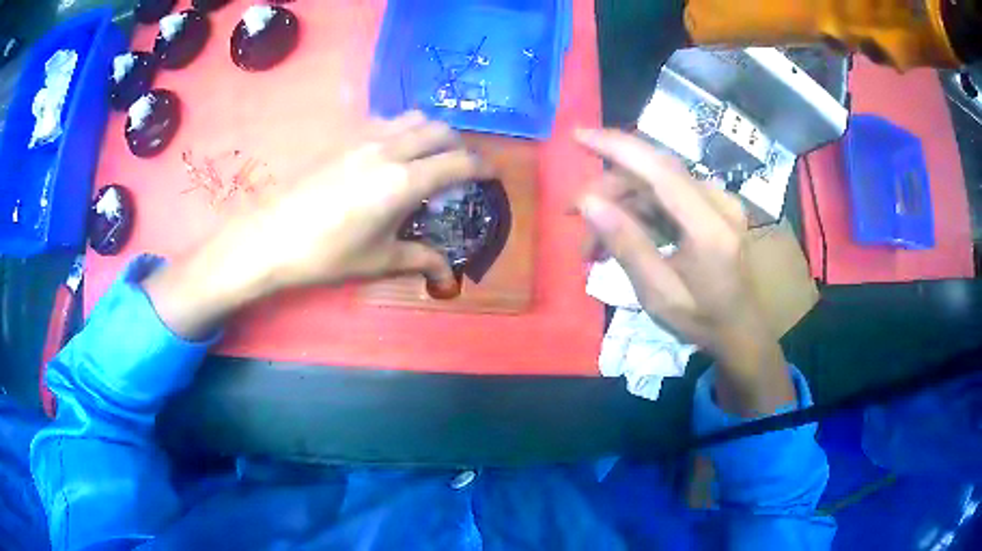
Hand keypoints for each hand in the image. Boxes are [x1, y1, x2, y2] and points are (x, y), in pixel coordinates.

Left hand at [144, 112, 489, 337]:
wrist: (270, 236)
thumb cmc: (327, 253)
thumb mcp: (378, 260)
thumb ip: (419, 260)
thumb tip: (448, 273)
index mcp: (405, 182)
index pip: (459, 163)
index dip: (483, 167)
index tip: (492, 175)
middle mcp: (390, 150)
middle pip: (440, 131)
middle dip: (459, 146)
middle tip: (459, 169)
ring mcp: (364, 138)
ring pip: (413, 119)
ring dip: (430, 133)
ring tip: (427, 157)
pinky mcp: (343, 137)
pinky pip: (385, 121)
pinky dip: (402, 130)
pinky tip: (390, 154)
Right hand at [575, 129, 793, 415]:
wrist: (743, 329)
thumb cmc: (703, 321)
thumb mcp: (659, 295)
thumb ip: (626, 245)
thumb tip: (587, 202)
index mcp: (710, 228)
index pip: (659, 170)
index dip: (617, 146)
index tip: (576, 136)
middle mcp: (718, 203)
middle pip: (653, 173)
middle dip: (608, 188)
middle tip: (572, 216)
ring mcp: (719, 202)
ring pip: (656, 184)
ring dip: (621, 205)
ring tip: (592, 245)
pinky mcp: (714, 206)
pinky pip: (668, 196)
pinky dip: (640, 211)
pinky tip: (620, 235)